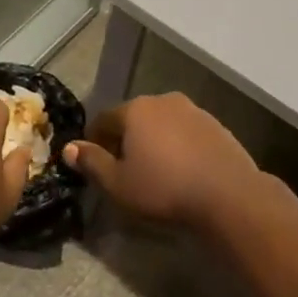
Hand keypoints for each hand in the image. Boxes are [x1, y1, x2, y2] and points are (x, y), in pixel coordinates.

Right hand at [65, 92, 259, 230]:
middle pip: (134, 117)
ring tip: (156, 171)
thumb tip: (69, 148)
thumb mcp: (119, 184)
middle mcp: (162, 101)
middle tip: (124, 169)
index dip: (95, 141)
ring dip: (154, 140)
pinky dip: (179, 145)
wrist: (228, 195)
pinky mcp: (216, 125)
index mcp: (135, 110)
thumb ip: (92, 163)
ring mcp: (192, 110)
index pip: (103, 120)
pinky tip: (183, 170)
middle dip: (125, 139)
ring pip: (162, 123)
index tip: (95, 163)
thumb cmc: (164, 189)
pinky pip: (186, 132)